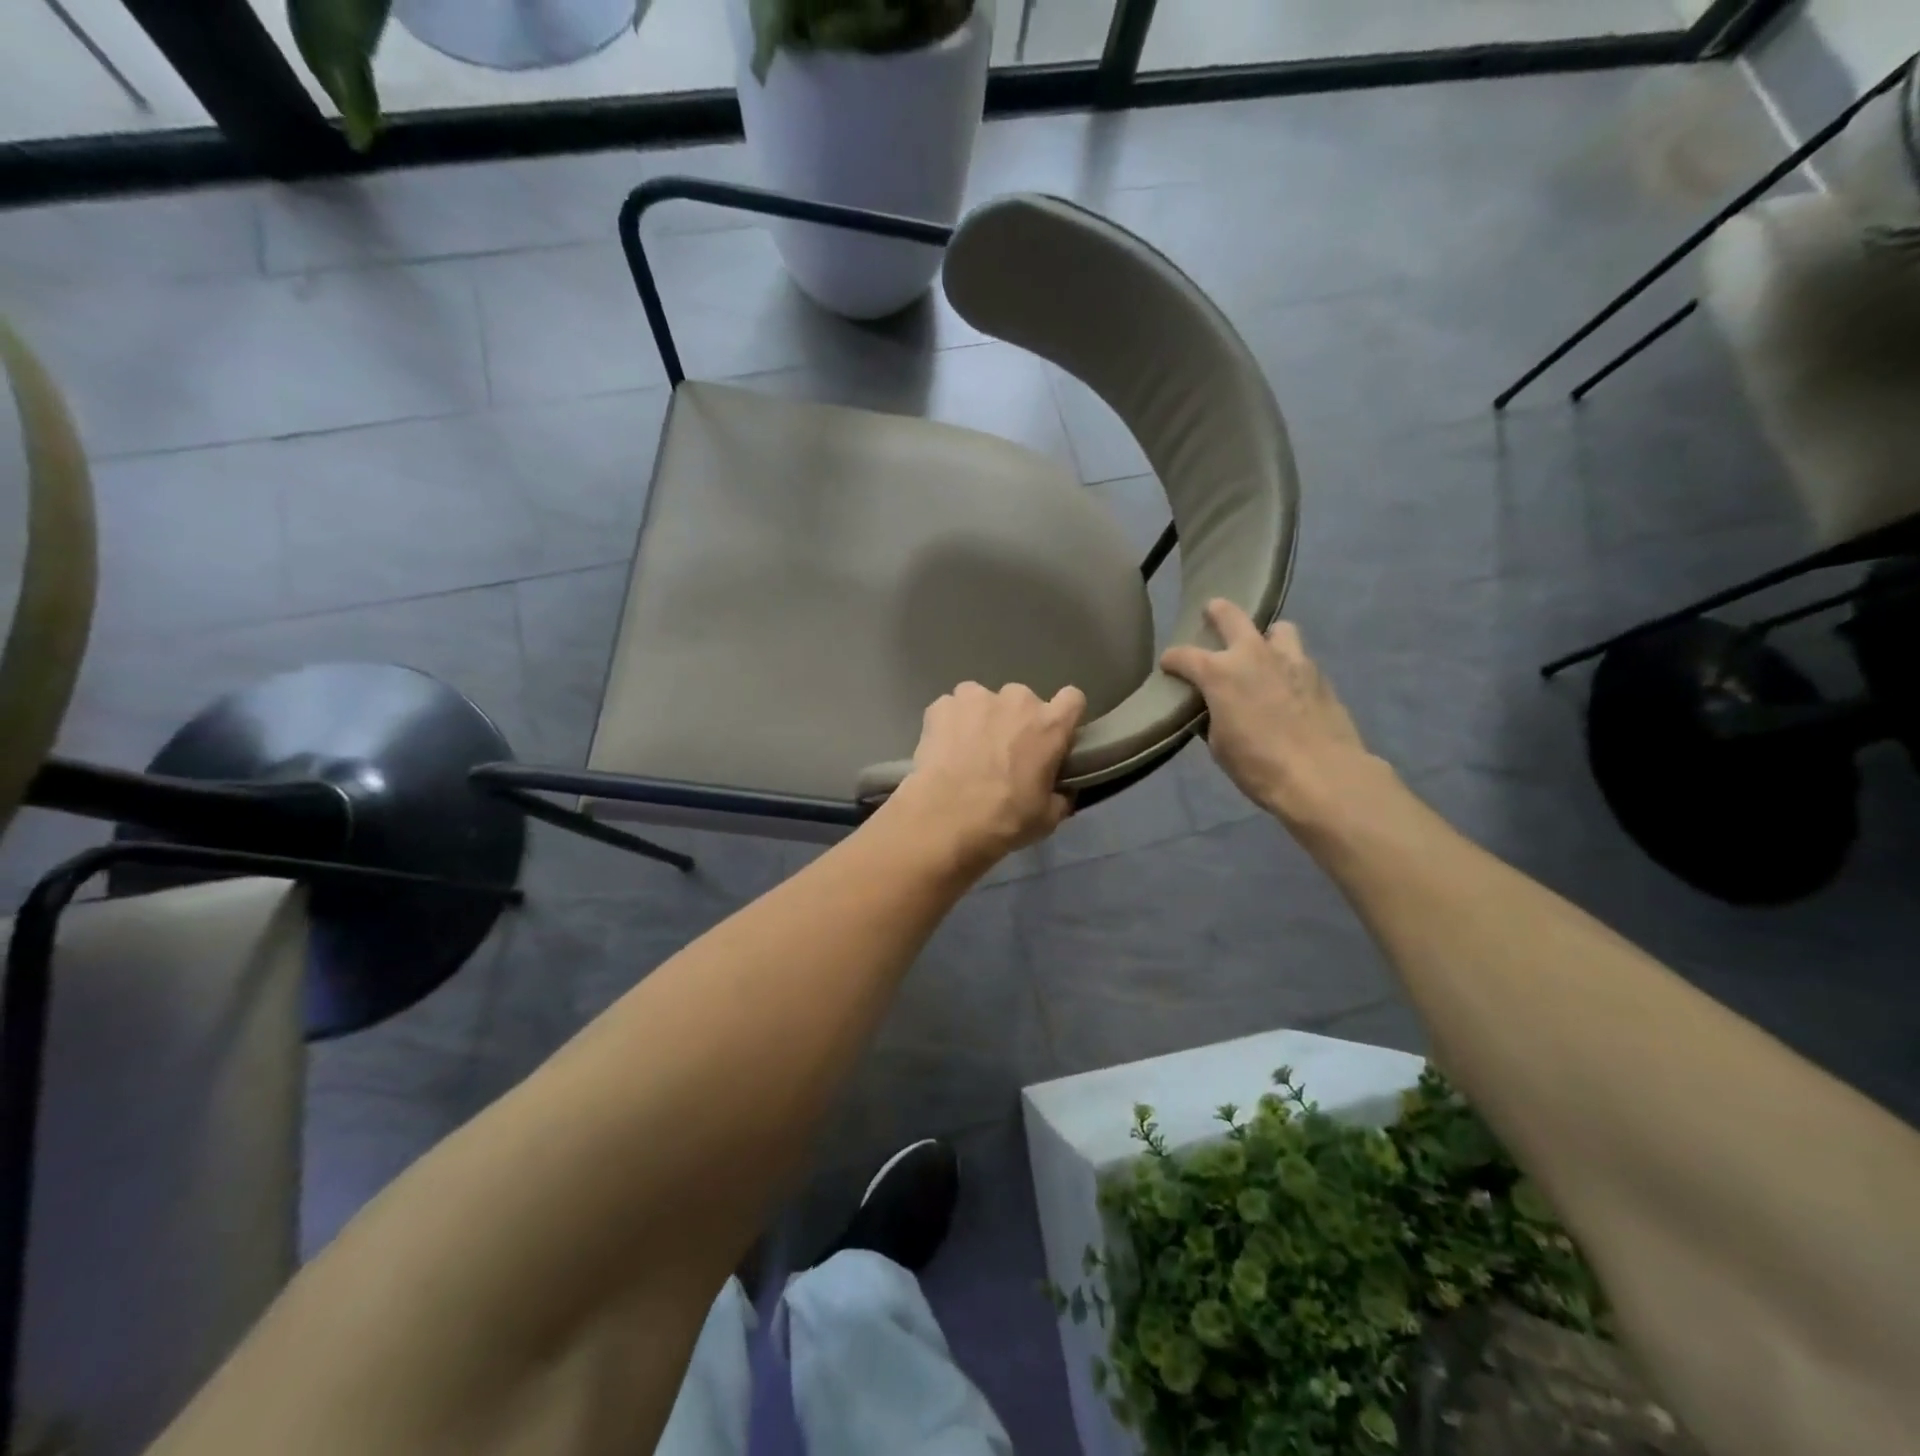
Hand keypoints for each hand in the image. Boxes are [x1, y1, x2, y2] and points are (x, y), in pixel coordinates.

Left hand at [888, 682, 1085, 871]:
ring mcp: (977, 697)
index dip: (1063, 715)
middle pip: (1023, 701)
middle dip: (1015, 720)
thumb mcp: (1047, 817)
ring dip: (981, 718)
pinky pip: (951, 708)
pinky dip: (949, 723)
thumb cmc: (1004, 818)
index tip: (1052, 735)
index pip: (1072, 699)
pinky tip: (943, 749)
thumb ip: (1060, 795)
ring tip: (967, 749)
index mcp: (1050, 724)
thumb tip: (1061, 791)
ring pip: (983, 700)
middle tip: (1003, 752)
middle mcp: (1017, 700)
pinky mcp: (942, 705)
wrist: (945, 819)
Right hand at [1160, 600, 1394, 833]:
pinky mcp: (1319, 675)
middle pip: (1232, 617)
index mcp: (1220, 673)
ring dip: (1266, 637)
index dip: (1171, 660)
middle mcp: (1254, 655)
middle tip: (1212, 613)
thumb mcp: (1219, 745)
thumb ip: (1213, 718)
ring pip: (1278, 629)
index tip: (1167, 666)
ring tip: (1262, 652)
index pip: (1184, 656)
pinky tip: (1287, 685)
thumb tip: (1213, 710)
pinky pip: (1299, 658)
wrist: (1323, 775)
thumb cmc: (1258, 765)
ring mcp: (1292, 660)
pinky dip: (1288, 665)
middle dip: (1218, 612)